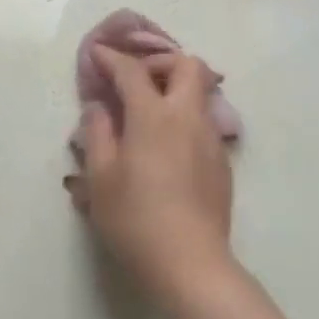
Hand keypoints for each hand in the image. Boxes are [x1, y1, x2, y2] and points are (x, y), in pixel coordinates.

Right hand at [65, 46, 235, 310]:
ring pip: (201, 93)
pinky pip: (203, 122)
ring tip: (147, 113)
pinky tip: (164, 147)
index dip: (111, 58)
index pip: (132, 71)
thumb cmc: (135, 219)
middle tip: (134, 82)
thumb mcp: (100, 178)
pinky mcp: (222, 162)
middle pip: (187, 65)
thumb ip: (97, 133)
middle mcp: (188, 118)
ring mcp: (211, 139)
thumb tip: (100, 107)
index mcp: (154, 117)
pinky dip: (183, 117)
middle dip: (159, 62)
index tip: (97, 55)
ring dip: (174, 89)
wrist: (190, 264)